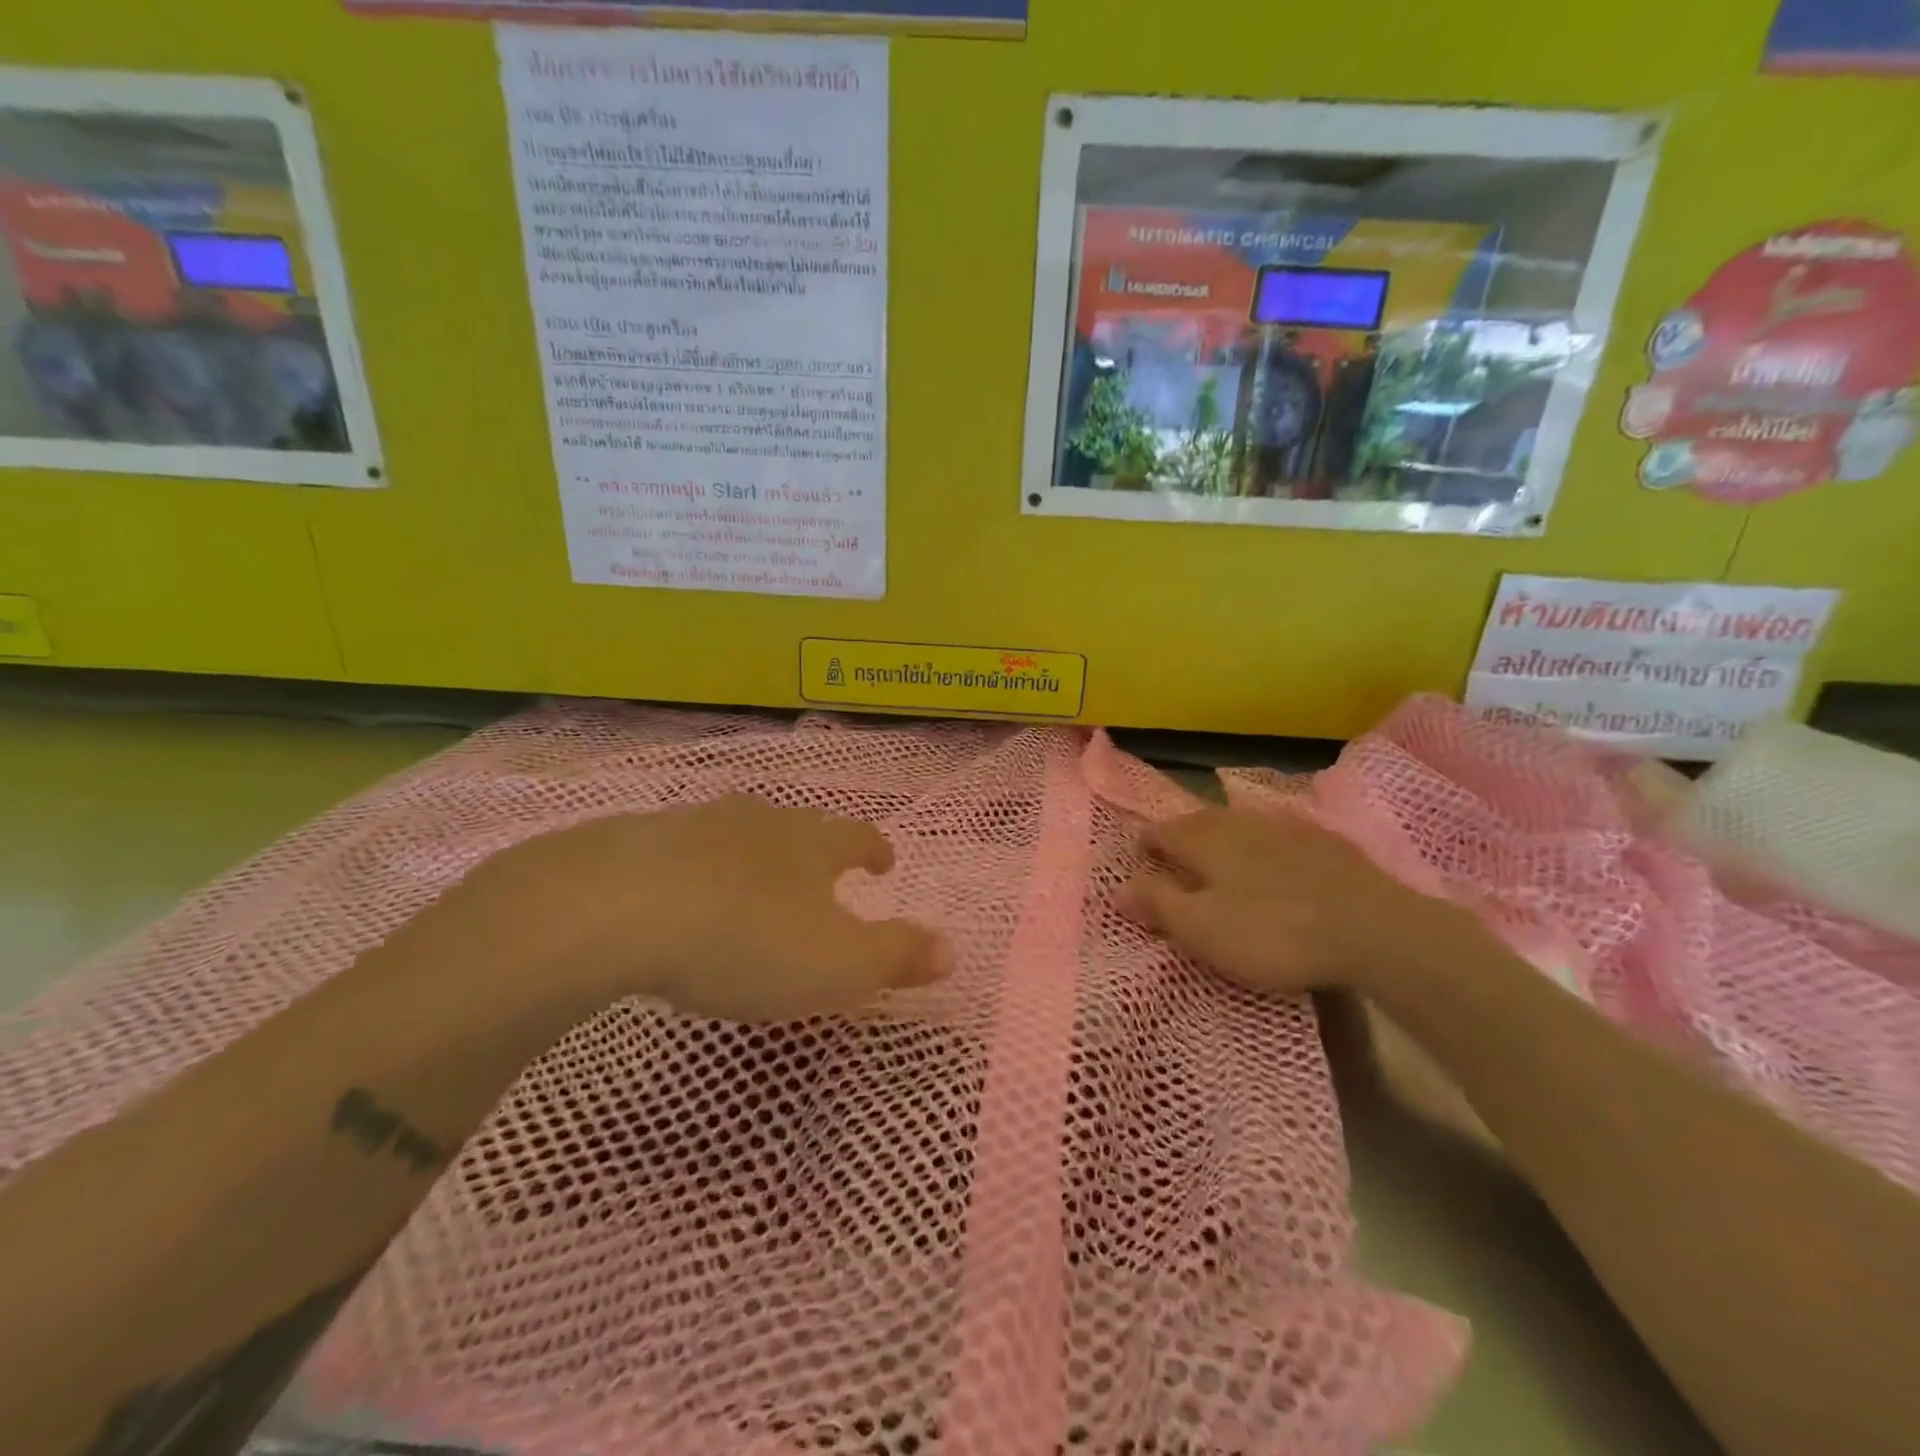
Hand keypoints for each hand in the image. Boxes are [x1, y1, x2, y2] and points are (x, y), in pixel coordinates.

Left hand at [457, 795, 949, 1021]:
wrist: (616, 908)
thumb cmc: (746, 940)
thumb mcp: (838, 965)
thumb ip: (897, 956)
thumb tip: (952, 949)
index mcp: (813, 846)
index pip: (858, 838)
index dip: (875, 850)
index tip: (884, 862)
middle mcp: (761, 822)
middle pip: (800, 827)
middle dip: (815, 849)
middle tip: (821, 871)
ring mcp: (698, 825)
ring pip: (740, 833)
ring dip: (755, 854)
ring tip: (755, 880)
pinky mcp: (638, 842)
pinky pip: (682, 850)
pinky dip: (696, 868)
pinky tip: (680, 892)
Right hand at [1119, 808, 1479, 997]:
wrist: (1372, 929)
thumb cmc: (1272, 932)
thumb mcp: (1202, 929)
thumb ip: (1158, 904)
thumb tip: (1118, 887)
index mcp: (1205, 840)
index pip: (1161, 831)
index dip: (1145, 844)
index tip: (1138, 858)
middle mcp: (1240, 822)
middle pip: (1199, 821)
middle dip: (1181, 835)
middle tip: (1173, 856)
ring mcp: (1285, 827)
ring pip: (1239, 824)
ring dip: (1221, 837)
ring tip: (1218, 858)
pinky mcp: (1324, 841)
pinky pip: (1276, 835)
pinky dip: (1261, 845)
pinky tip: (1273, 863)